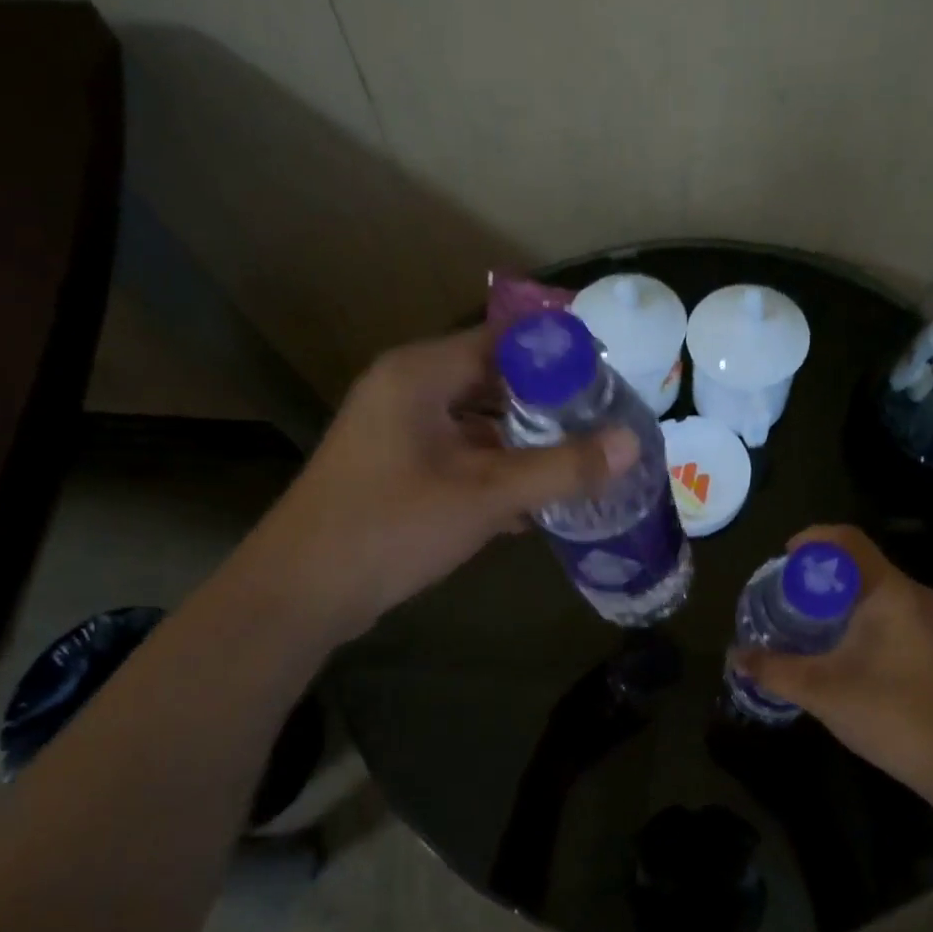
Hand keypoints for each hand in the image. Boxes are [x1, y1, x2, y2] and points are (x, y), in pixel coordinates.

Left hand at [268, 326, 636, 630]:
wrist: (302, 592)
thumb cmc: (391, 527)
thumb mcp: (486, 495)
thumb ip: (561, 468)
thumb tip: (631, 444)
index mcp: (420, 373)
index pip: (503, 339)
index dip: (556, 353)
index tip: (608, 377)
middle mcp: (407, 390)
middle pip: (493, 379)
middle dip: (548, 402)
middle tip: (603, 420)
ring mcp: (399, 431)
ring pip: (478, 422)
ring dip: (525, 441)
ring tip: (581, 458)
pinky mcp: (397, 468)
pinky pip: (460, 454)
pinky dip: (497, 470)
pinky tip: (537, 501)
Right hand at [731, 524, 932, 800]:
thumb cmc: (893, 714)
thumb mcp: (821, 691)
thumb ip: (774, 670)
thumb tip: (735, 656)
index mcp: (889, 591)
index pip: (847, 539)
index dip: (812, 539)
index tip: (783, 557)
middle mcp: (916, 595)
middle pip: (862, 565)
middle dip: (821, 575)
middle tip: (788, 597)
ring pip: (878, 593)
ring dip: (842, 600)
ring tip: (809, 626)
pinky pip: (894, 615)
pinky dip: (863, 619)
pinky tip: (845, 654)